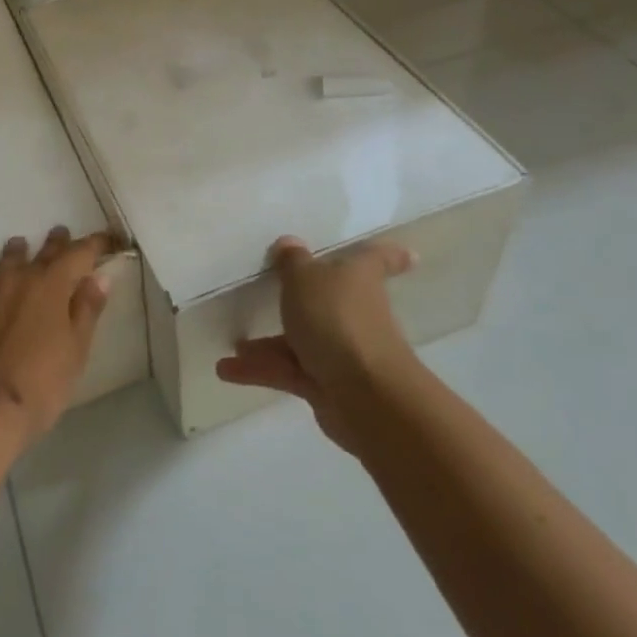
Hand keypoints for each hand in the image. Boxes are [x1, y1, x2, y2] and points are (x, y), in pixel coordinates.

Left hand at [0, 227, 113, 445]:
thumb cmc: (38, 386)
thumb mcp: (75, 352)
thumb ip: (87, 311)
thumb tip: (99, 276)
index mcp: (52, 285)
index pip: (79, 254)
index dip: (95, 244)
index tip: (107, 239)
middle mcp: (17, 276)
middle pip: (42, 252)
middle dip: (56, 243)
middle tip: (60, 234)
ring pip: (3, 260)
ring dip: (15, 252)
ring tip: (19, 245)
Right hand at [215, 236, 417, 453]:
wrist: (363, 393)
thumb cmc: (336, 319)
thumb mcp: (303, 279)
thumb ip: (292, 262)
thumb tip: (289, 243)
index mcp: (358, 279)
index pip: (378, 260)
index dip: (390, 255)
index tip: (409, 255)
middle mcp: (354, 312)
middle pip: (330, 301)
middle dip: (302, 302)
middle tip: (274, 294)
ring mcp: (342, 350)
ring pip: (302, 340)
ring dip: (268, 344)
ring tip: (235, 345)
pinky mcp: (326, 385)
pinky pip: (288, 370)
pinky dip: (260, 370)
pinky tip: (227, 370)